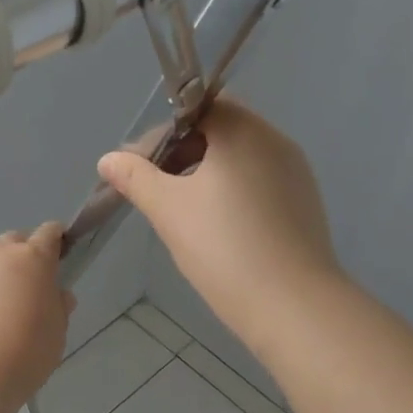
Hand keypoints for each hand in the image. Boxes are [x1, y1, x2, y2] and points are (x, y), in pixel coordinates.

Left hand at [0, 223, 74, 409]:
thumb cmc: (23, 355)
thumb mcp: (56, 335)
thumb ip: (58, 308)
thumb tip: (58, 294)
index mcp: (35, 259)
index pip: (49, 234)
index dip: (55, 241)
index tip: (56, 254)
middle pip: (13, 241)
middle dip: (20, 258)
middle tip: (21, 289)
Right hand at [98, 101, 345, 350]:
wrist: (292, 305)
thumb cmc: (224, 247)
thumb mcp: (168, 210)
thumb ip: (135, 178)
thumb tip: (109, 158)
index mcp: (243, 132)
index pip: (197, 108)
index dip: (163, 133)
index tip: (140, 166)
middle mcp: (275, 142)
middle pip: (220, 130)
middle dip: (181, 153)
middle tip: (154, 189)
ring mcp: (295, 173)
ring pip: (239, 158)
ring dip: (205, 174)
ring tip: (179, 211)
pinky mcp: (303, 204)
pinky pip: (258, 182)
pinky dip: (231, 192)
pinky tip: (215, 228)